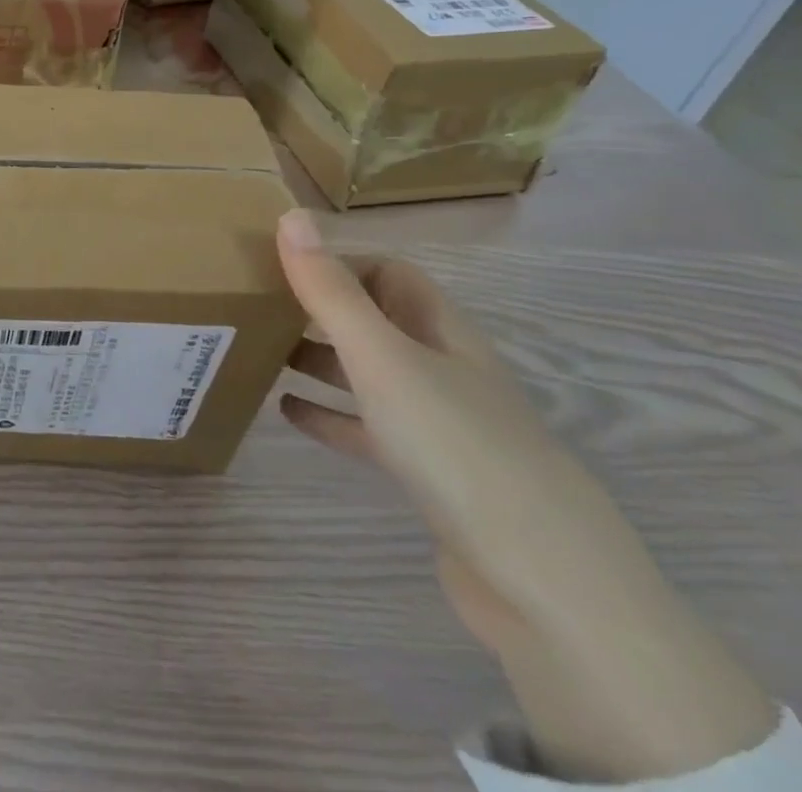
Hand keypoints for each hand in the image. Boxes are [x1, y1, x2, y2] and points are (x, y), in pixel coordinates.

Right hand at [276, 210, 774, 782]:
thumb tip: (291, 215)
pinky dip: (329, 415)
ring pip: (369, 374)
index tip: (278, 264)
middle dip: (320, 309)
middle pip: (377, 320)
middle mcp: (444, 368)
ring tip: (261, 353)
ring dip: (319, 360)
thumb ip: (331, 291)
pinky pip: (368, 429)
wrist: (545, 586)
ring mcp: (441, 425)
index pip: (390, 272)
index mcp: (441, 332)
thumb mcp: (382, 358)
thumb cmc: (457, 448)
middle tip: (257, 306)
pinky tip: (287, 413)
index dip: (339, 261)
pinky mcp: (431, 476)